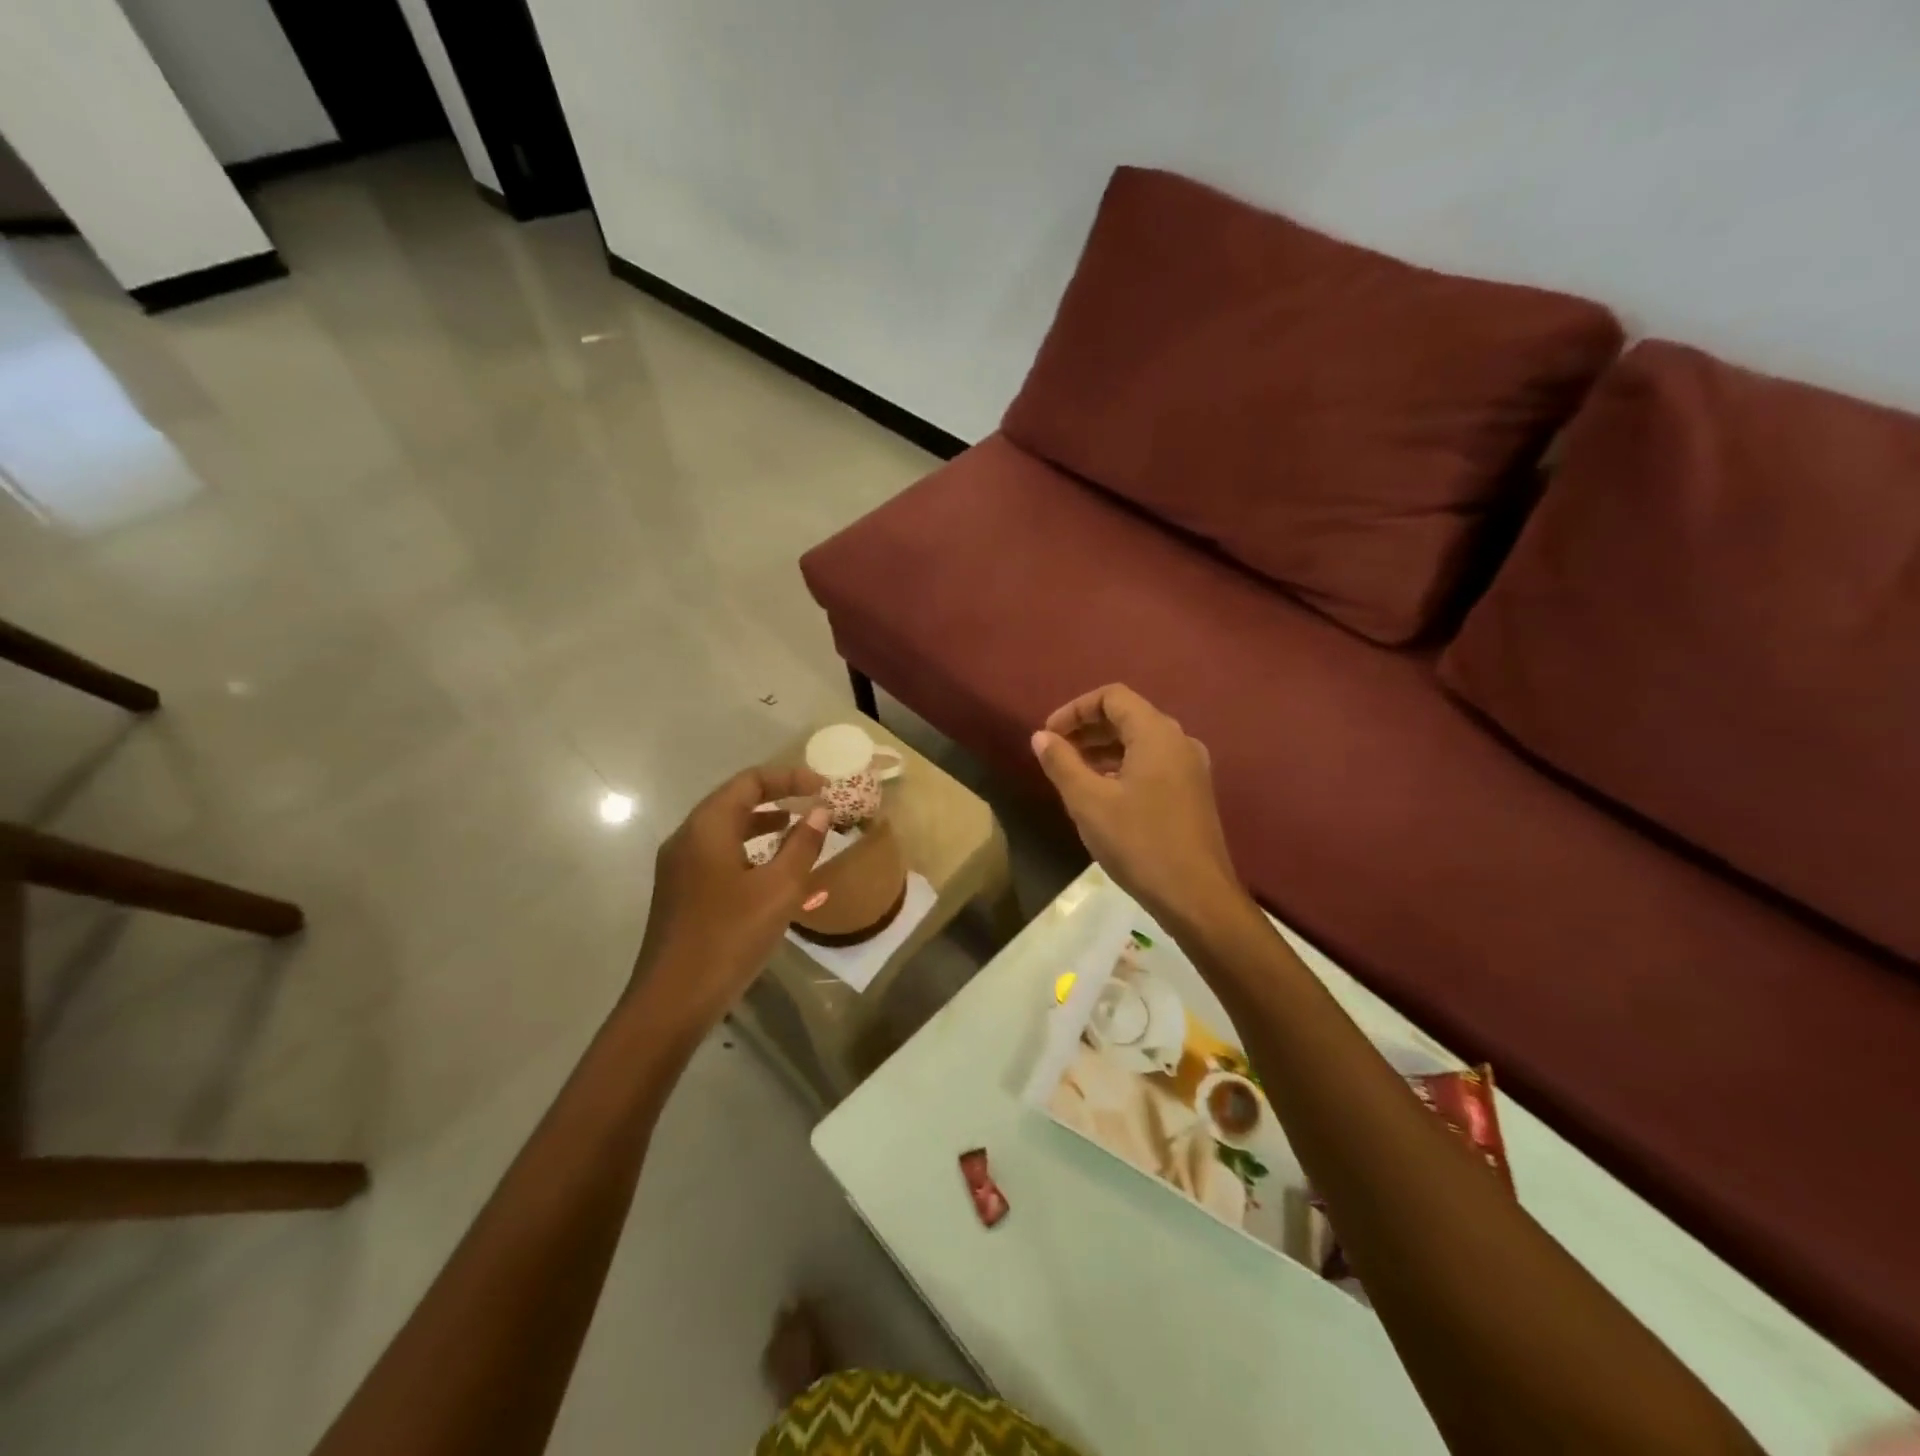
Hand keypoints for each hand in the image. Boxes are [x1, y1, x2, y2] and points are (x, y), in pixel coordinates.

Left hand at [630, 766, 831, 1037]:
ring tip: (799, 832)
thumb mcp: (779, 889)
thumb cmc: (729, 937)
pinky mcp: (681, 893)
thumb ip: (802, 845)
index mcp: (707, 828)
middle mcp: (687, 838)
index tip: (823, 788)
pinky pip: (719, 856)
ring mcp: (679, 867)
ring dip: (763, 825)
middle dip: (777, 798)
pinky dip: (749, 852)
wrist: (672, 1001)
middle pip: (735, 801)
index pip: (750, 782)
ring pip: (726, 830)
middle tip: (814, 805)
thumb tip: (820, 810)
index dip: (789, 778)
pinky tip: (773, 874)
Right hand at [1031, 685, 1242, 925]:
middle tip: (1055, 752)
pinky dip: (1123, 767)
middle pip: (1128, 716)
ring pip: (1140, 742)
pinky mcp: (1193, 792)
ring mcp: (1190, 768)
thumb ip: (1061, 763)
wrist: (1197, 896)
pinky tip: (1102, 794)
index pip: (1112, 697)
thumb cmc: (1139, 843)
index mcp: (1157, 734)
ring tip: (1071, 773)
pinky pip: (1153, 764)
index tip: (1048, 735)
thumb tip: (1041, 737)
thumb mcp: (1088, 802)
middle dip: (1087, 729)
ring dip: (1103, 749)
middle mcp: (1179, 741)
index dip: (1075, 709)